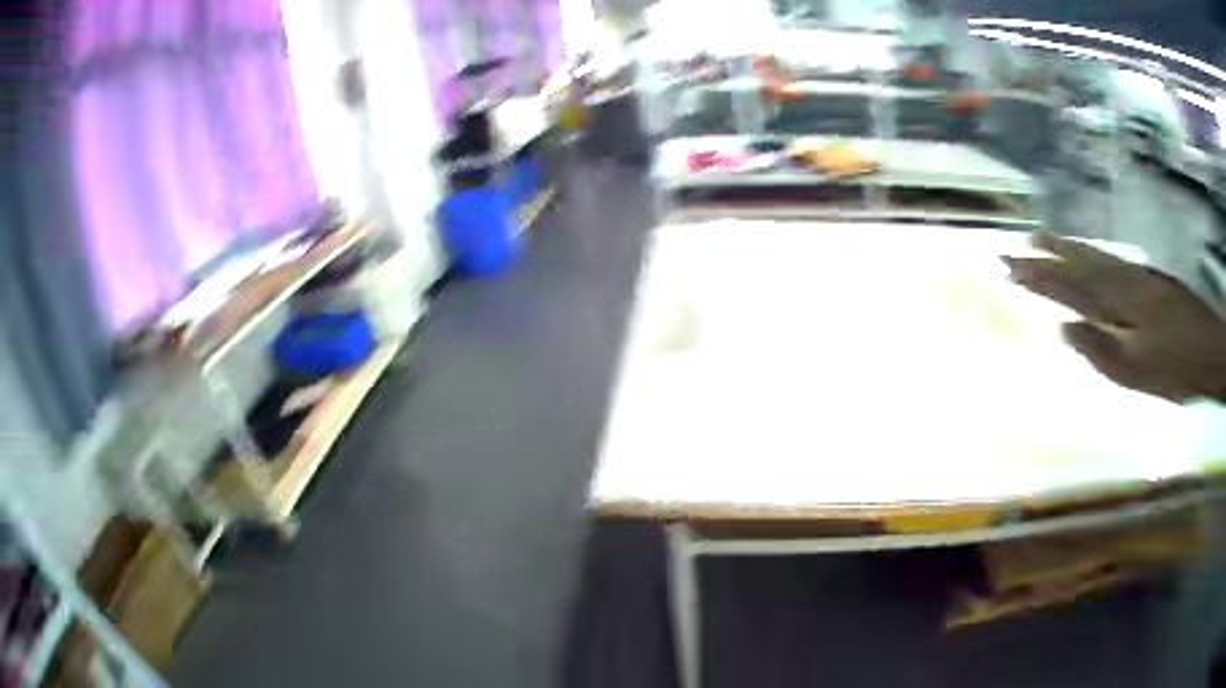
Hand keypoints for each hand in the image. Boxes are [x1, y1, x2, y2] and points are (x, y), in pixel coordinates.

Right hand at [1002, 233, 1225, 401]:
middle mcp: (1122, 283)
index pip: (1070, 287)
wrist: (1211, 349)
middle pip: (1078, 265)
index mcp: (1116, 305)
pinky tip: (1086, 251)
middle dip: (1046, 257)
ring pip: (1094, 257)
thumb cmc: (1175, 369)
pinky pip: (1111, 260)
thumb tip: (1064, 329)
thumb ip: (1100, 351)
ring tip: (1041, 238)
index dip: (1040, 277)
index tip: (1010, 267)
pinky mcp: (1148, 280)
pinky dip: (1091, 252)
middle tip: (1016, 247)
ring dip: (1066, 248)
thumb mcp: (1137, 373)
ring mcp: (1136, 277)